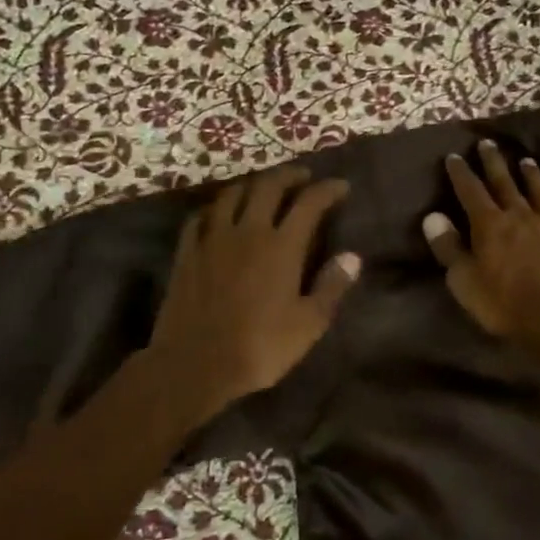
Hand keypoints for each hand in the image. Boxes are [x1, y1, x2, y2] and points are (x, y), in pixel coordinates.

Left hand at [148, 165, 359, 424]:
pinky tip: (220, 213)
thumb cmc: (259, 347)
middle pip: (269, 187)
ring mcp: (212, 239)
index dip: (327, 190)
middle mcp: (248, 232)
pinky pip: (201, 217)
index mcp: (282, 247)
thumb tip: (352, 257)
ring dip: (252, 184)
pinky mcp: (187, 252)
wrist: (195, 364)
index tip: (340, 186)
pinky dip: (216, 208)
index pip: (309, 203)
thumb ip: (331, 287)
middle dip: (289, 175)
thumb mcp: (308, 324)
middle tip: (303, 176)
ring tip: (263, 187)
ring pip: (232, 195)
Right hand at [424, 141, 539, 348]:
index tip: (454, 156)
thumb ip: (448, 247)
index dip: (461, 173)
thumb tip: (432, 217)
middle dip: (494, 162)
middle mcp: (522, 216)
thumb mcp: (463, 280)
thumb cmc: (503, 303)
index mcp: (490, 224)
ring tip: (528, 161)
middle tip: (488, 143)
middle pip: (506, 183)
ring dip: (534, 177)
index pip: (471, 191)